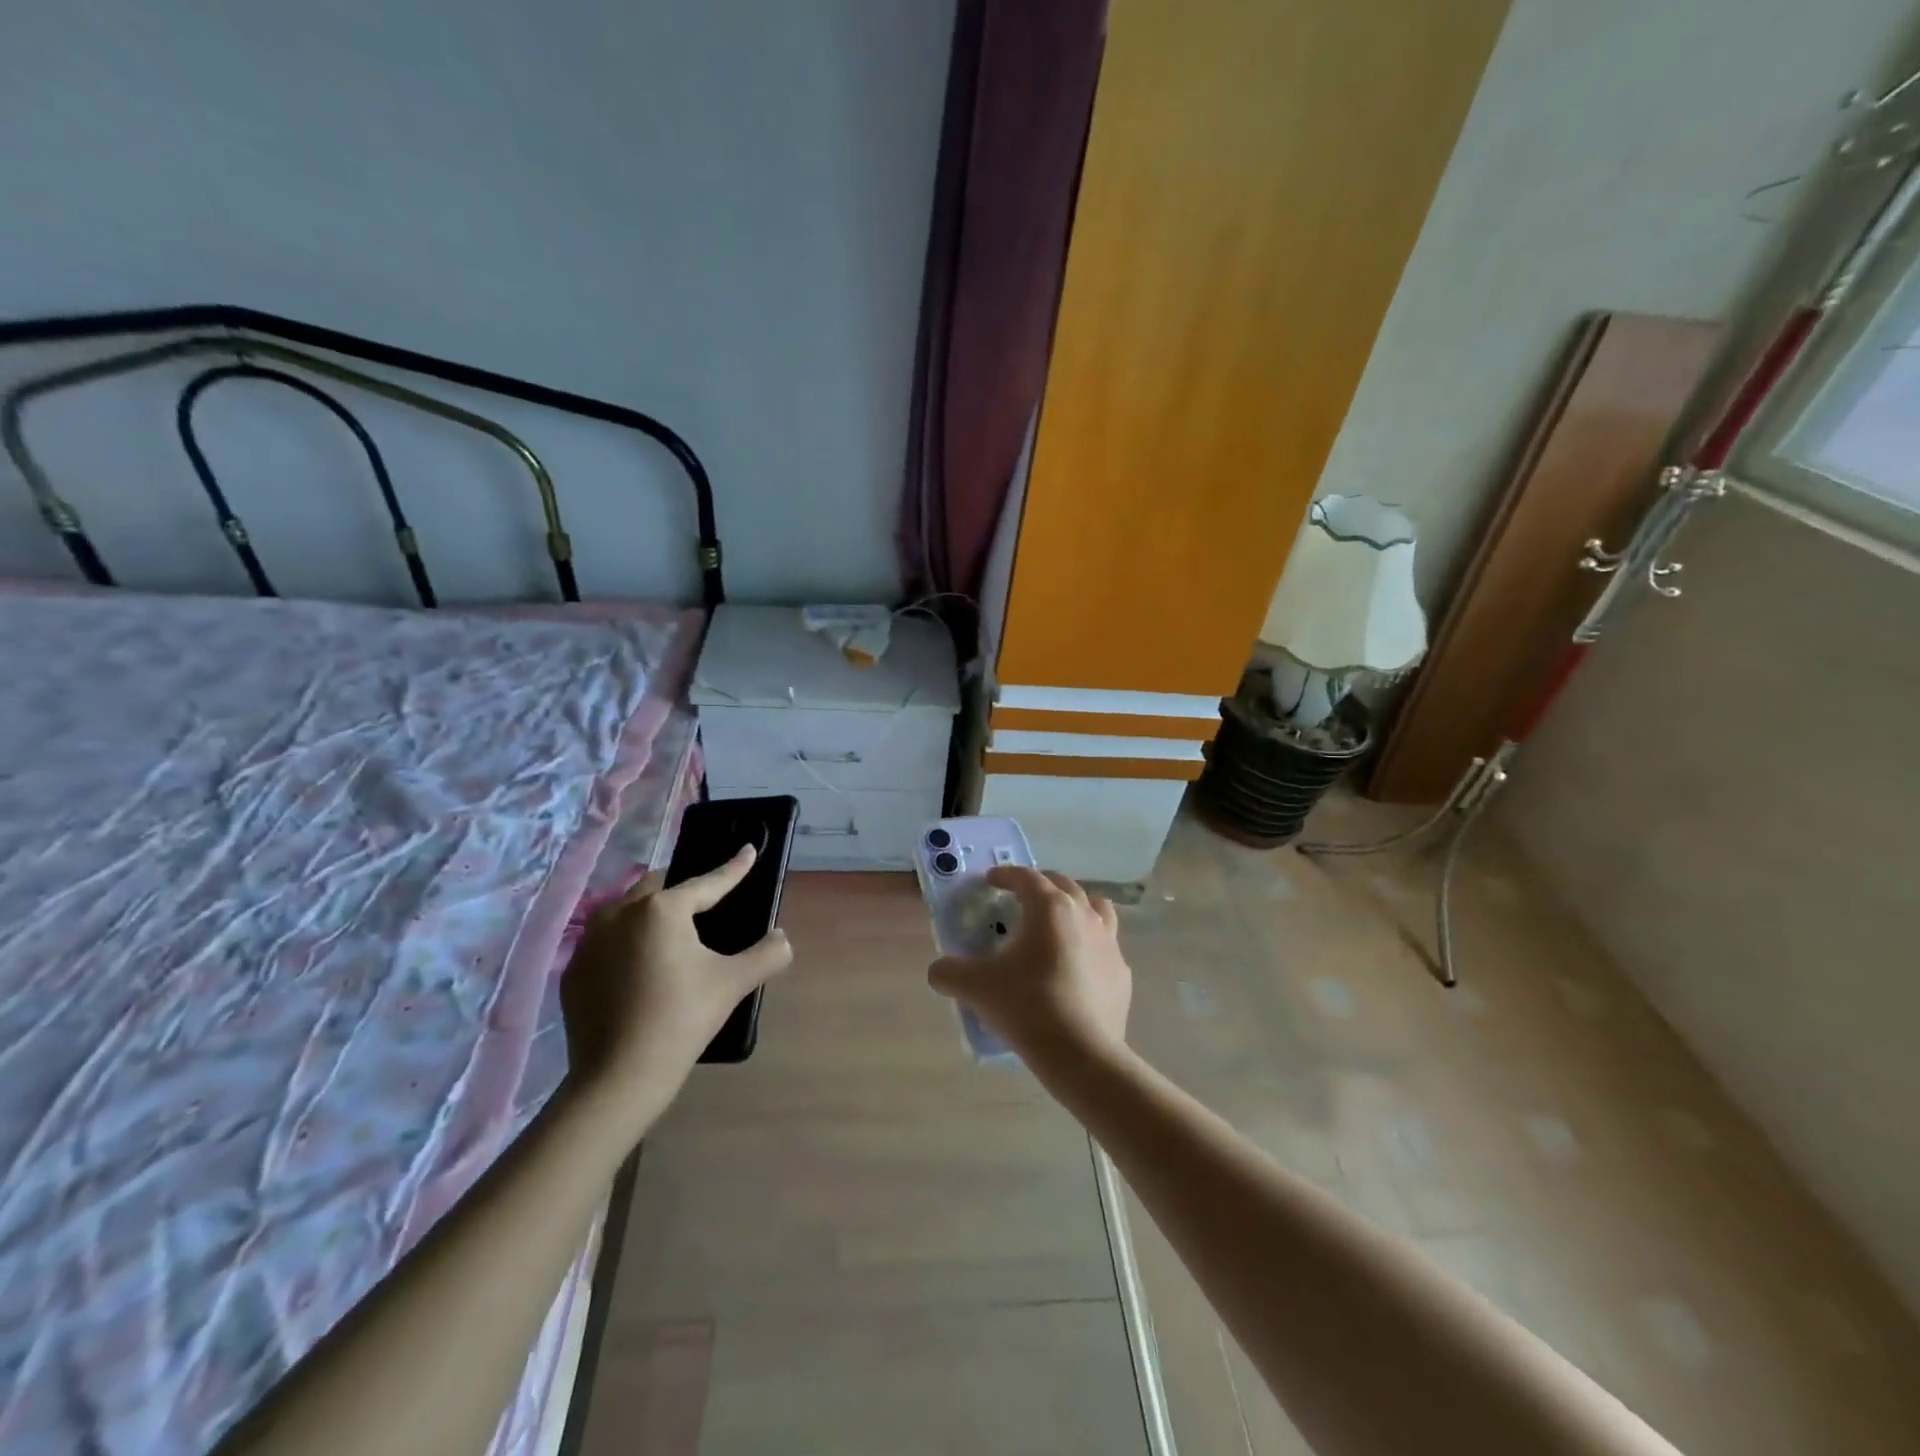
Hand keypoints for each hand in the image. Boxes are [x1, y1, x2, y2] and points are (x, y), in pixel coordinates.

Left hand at [560, 847, 792, 1113]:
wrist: (618, 1079)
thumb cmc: (681, 1020)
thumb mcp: (733, 983)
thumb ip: (766, 954)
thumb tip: (782, 938)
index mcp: (661, 909)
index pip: (708, 882)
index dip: (733, 868)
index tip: (749, 850)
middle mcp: (620, 912)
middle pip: (659, 887)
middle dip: (684, 891)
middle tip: (706, 905)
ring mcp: (590, 940)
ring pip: (627, 910)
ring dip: (651, 913)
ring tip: (671, 934)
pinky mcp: (573, 969)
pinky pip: (606, 940)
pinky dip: (627, 943)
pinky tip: (640, 968)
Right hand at [927, 866, 1130, 1069]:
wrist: (1081, 1053)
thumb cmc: (1027, 1006)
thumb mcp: (976, 988)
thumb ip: (950, 973)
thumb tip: (939, 971)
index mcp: (1049, 907)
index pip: (1026, 877)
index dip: (1005, 875)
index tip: (991, 881)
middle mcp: (1083, 914)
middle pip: (1063, 884)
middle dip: (1040, 885)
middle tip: (1021, 897)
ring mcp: (1109, 942)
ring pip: (1095, 907)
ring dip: (1075, 906)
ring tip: (1058, 922)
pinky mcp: (1122, 972)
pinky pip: (1106, 945)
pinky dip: (1090, 944)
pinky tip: (1077, 965)